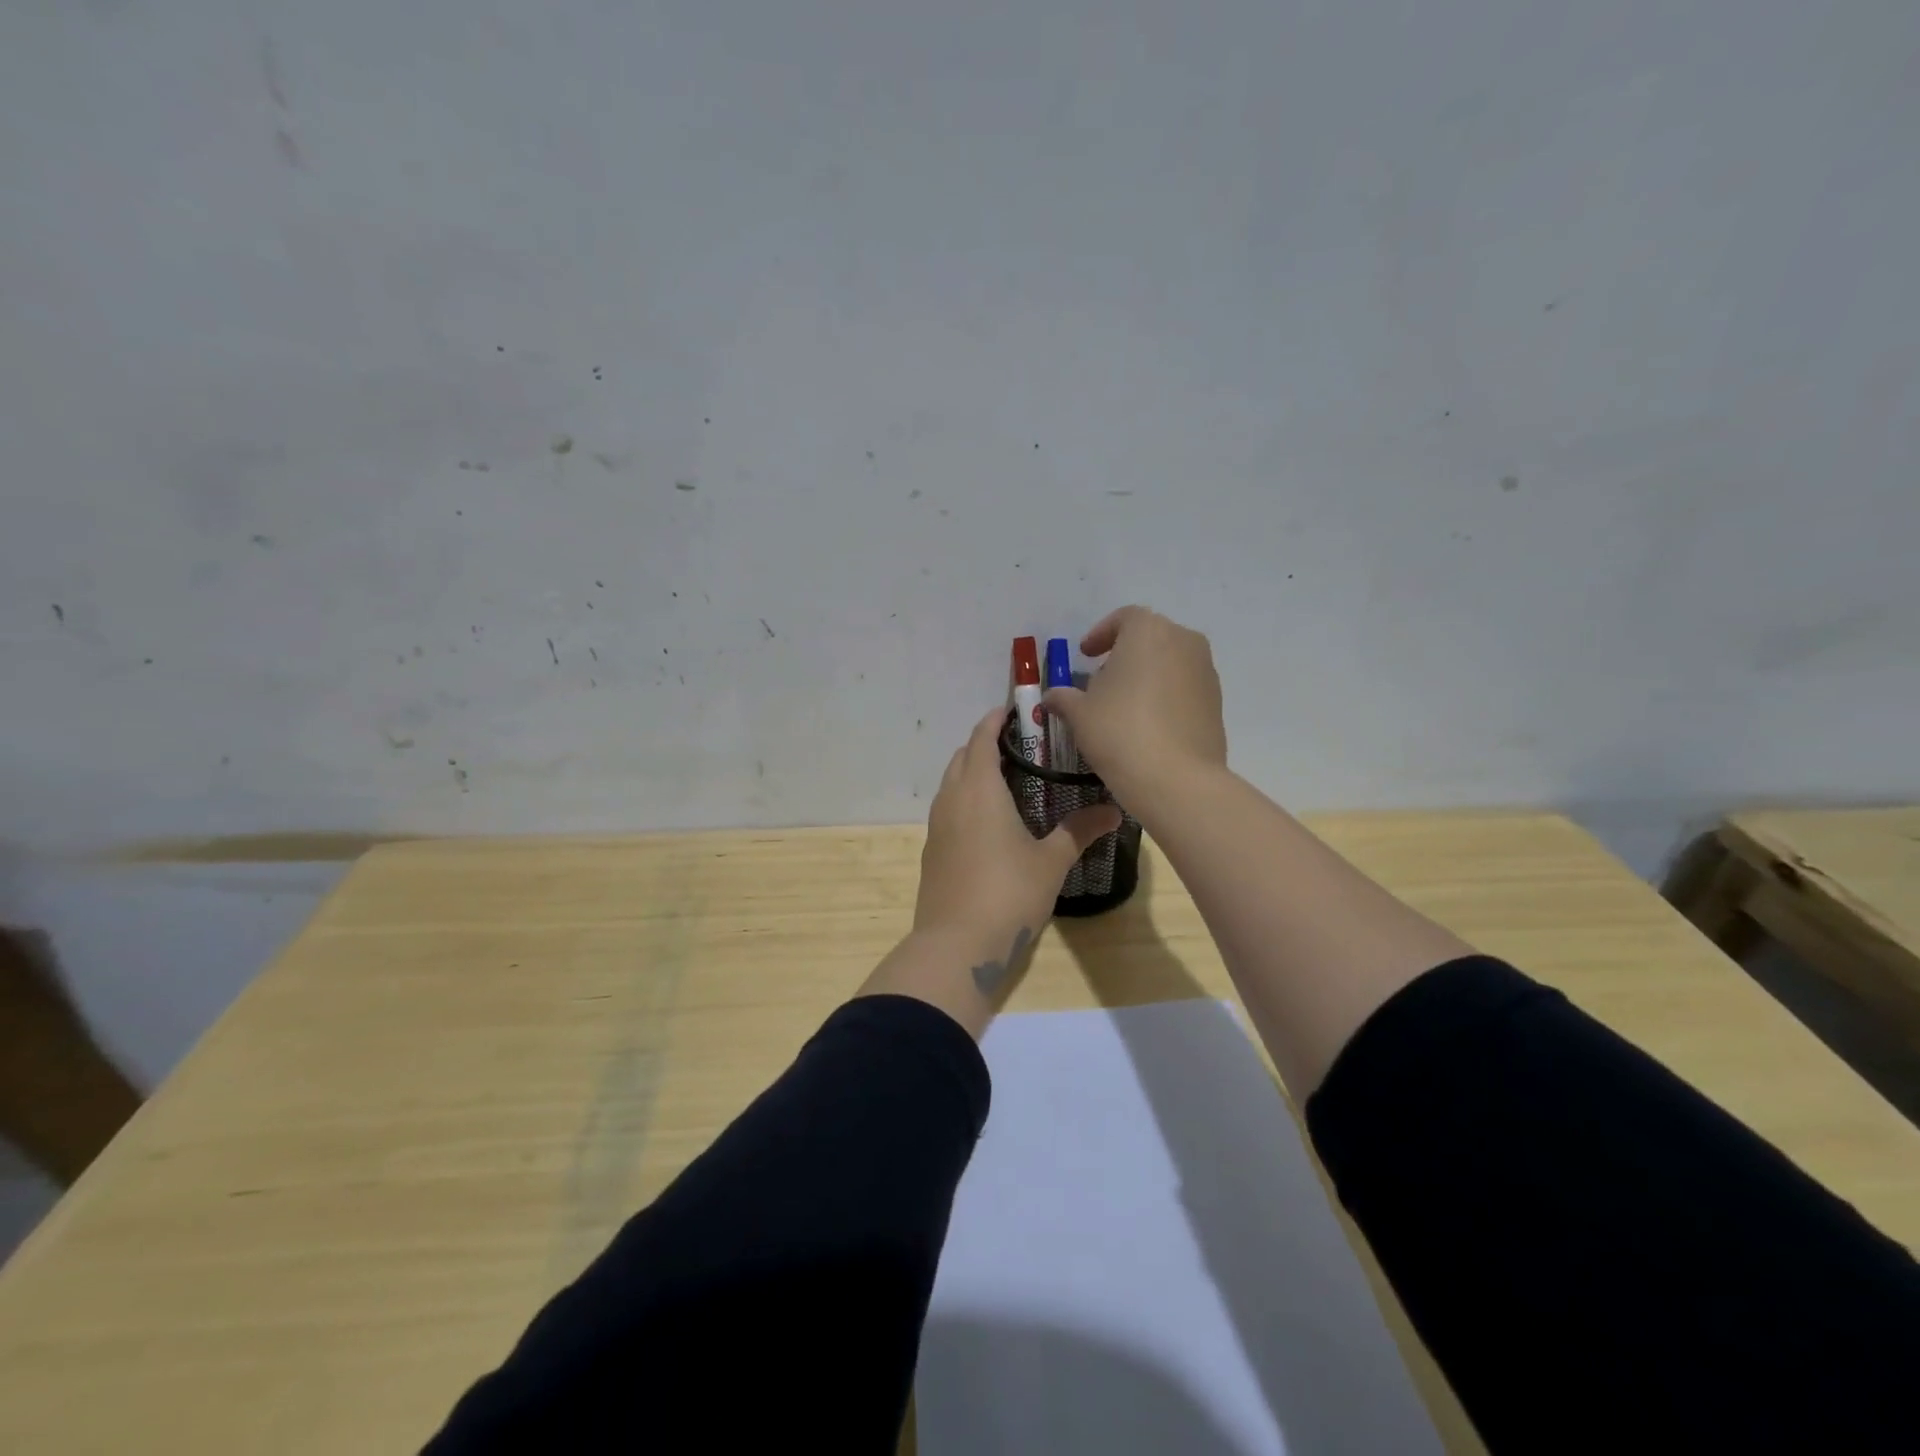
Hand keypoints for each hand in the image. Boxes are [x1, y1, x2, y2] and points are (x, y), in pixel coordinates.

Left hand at [914, 708, 1122, 950]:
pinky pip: (947, 809)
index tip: (1014, 711)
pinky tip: (988, 821)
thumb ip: (1079, 831)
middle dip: (984, 744)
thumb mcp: (1051, 862)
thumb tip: (1115, 811)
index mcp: (979, 790)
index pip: (982, 738)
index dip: (995, 720)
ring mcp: (936, 826)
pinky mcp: (932, 851)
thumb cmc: (1008, 893)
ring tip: (1006, 779)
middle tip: (1019, 746)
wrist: (956, 946)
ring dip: (972, 771)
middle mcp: (952, 799)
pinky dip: (964, 799)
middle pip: (962, 757)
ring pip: (951, 783)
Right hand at [1041, 606, 1226, 813]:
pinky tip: (1149, 725)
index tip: (1085, 655)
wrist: (1176, 778)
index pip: (1123, 618)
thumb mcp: (1079, 714)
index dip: (1101, 634)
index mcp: (1148, 631)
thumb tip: (1052, 697)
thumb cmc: (1119, 732)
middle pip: (1150, 638)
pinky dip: (1166, 696)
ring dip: (1148, 675)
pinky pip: (1185, 688)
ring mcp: (1206, 671)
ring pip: (1171, 662)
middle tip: (1103, 681)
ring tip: (1125, 706)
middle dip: (1125, 655)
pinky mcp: (1217, 702)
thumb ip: (1064, 698)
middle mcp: (1183, 641)